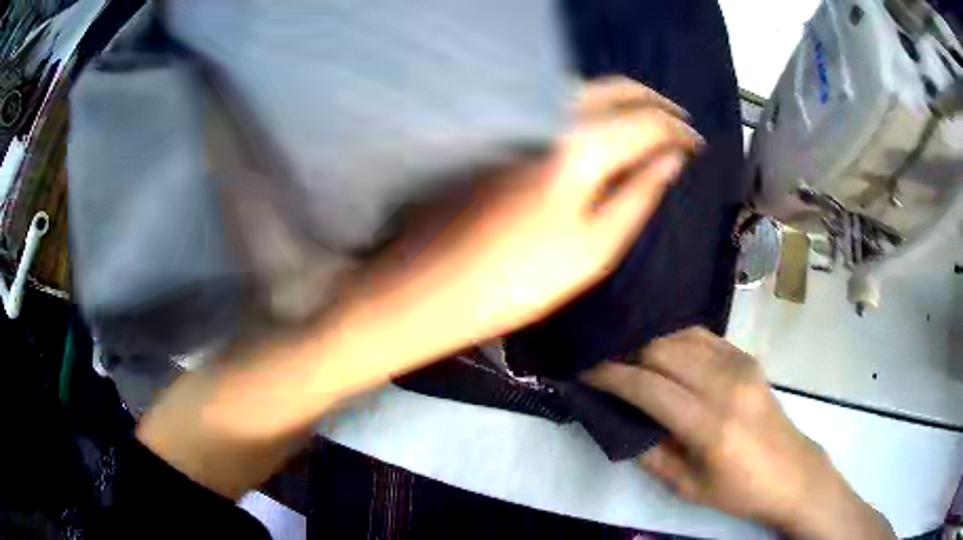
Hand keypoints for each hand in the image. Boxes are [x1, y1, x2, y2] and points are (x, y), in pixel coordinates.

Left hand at [358, 77, 702, 349]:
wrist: (435, 287)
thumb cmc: (520, 280)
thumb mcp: (596, 247)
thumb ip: (639, 194)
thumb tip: (673, 158)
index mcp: (579, 145)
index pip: (645, 119)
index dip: (678, 129)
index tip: (698, 142)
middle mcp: (549, 117)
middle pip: (613, 88)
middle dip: (653, 100)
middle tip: (680, 121)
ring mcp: (520, 121)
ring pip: (586, 90)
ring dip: (623, 98)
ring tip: (652, 121)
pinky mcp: (504, 134)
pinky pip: (561, 105)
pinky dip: (594, 107)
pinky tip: (606, 126)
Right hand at [582, 328, 893, 539]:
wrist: (792, 472)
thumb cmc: (739, 490)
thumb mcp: (687, 486)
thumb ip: (650, 452)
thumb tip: (620, 422)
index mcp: (710, 424)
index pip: (648, 387)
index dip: (610, 375)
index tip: (583, 370)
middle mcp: (726, 384)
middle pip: (663, 350)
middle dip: (626, 352)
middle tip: (602, 362)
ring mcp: (741, 365)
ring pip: (682, 337)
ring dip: (649, 342)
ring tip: (627, 353)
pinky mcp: (749, 359)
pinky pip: (704, 337)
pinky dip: (676, 339)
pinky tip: (663, 349)